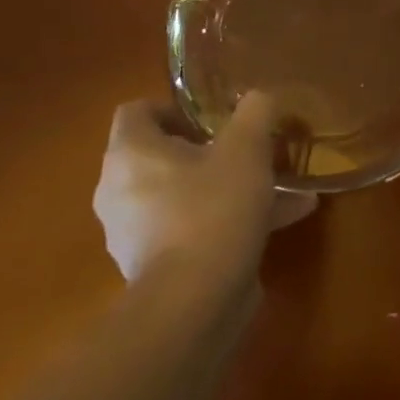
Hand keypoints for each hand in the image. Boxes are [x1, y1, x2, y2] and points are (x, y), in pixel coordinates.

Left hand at [94, 93, 316, 281]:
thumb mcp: (246, 149)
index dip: (174, 107)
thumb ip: (254, 113)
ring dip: (226, 187)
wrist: (195, 303)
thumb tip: (257, 97)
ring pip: (183, 195)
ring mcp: (134, 233)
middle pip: (161, 156)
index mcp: (131, 154)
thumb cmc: (212, 209)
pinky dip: (227, 222)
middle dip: (208, 151)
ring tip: (278, 188)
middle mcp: (120, 190)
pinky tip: (279, 224)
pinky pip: (192, 229)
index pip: (136, 111)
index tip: (213, 118)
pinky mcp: (156, 267)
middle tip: (247, 151)